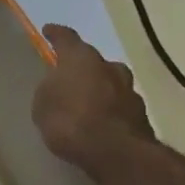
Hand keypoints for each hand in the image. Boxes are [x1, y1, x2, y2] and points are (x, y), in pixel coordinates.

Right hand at [32, 24, 155, 172]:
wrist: (116, 153)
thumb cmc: (70, 120)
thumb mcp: (43, 103)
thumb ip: (50, 88)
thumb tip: (58, 85)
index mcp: (81, 59)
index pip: (66, 38)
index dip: (56, 34)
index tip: (49, 30)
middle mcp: (110, 68)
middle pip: (94, 61)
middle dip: (83, 67)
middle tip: (69, 76)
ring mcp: (129, 91)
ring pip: (111, 83)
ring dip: (99, 89)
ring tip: (84, 102)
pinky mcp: (141, 116)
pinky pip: (118, 106)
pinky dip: (108, 109)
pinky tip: (98, 122)